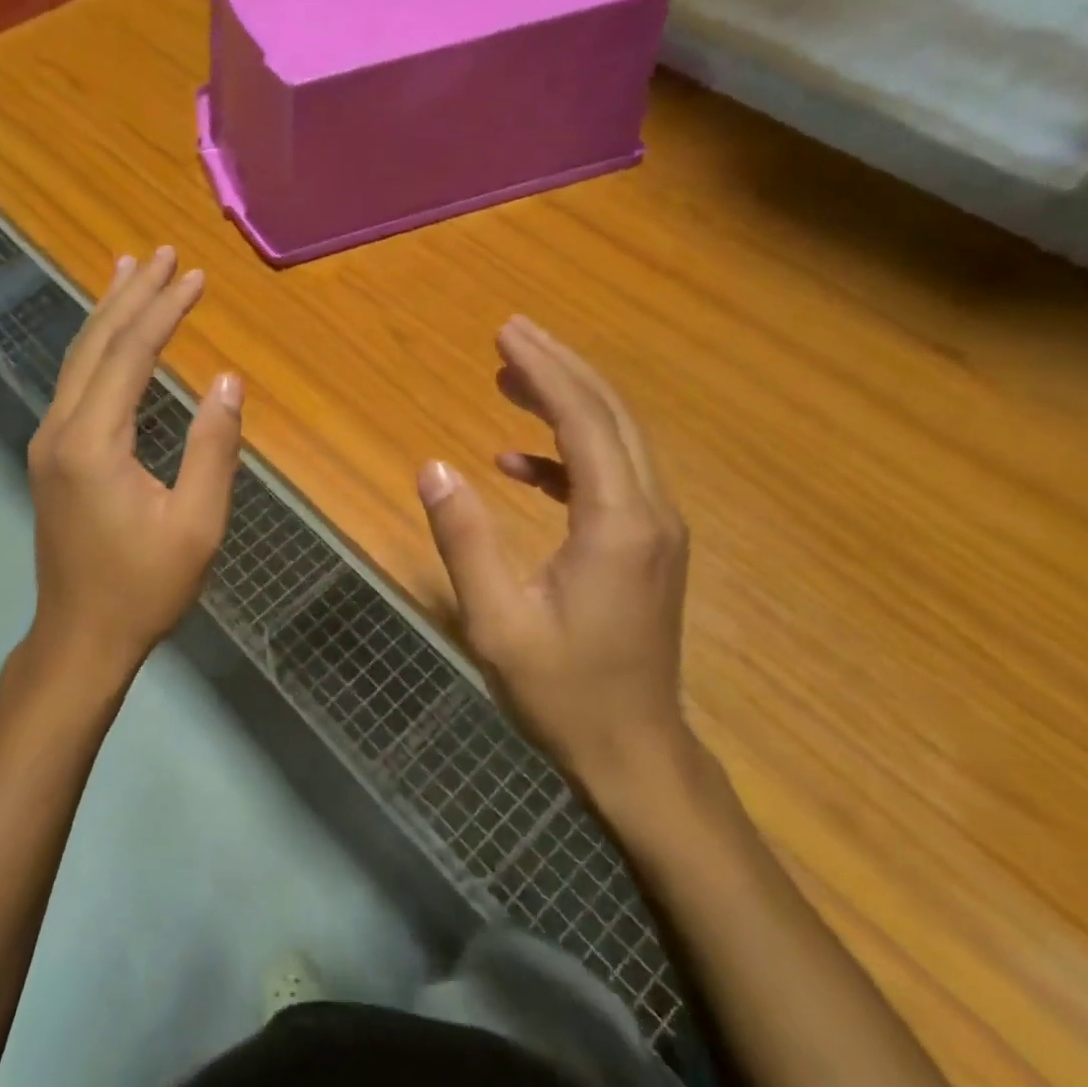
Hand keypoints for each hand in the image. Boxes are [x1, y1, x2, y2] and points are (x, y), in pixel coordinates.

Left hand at [24, 247, 242, 690]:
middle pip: (96, 344)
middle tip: (162, 253)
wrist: (80, 636)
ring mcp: (48, 442)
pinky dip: (97, 348)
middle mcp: (60, 430)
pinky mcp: (51, 456)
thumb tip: (228, 381)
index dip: (164, 310)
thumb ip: (213, 448)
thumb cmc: (145, 587)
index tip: (196, 277)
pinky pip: (74, 384)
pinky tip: (110, 337)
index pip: (130, 354)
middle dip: (131, 295)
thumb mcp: (197, 524)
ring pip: (77, 359)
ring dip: (107, 314)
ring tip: (129, 270)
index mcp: (93, 443)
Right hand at [417, 316, 693, 806]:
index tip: (505, 334)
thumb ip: (465, 539)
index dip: (544, 371)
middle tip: (510, 334)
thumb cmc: (563, 691)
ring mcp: (654, 530)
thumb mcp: (497, 620)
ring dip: (565, 402)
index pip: (582, 420)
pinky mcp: (645, 547)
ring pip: (615, 440)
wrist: (634, 752)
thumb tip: (433, 466)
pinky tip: (518, 464)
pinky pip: (607, 479)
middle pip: (610, 414)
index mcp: (616, 523)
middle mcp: (649, 513)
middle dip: (560, 368)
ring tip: (509, 379)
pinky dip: (565, 457)